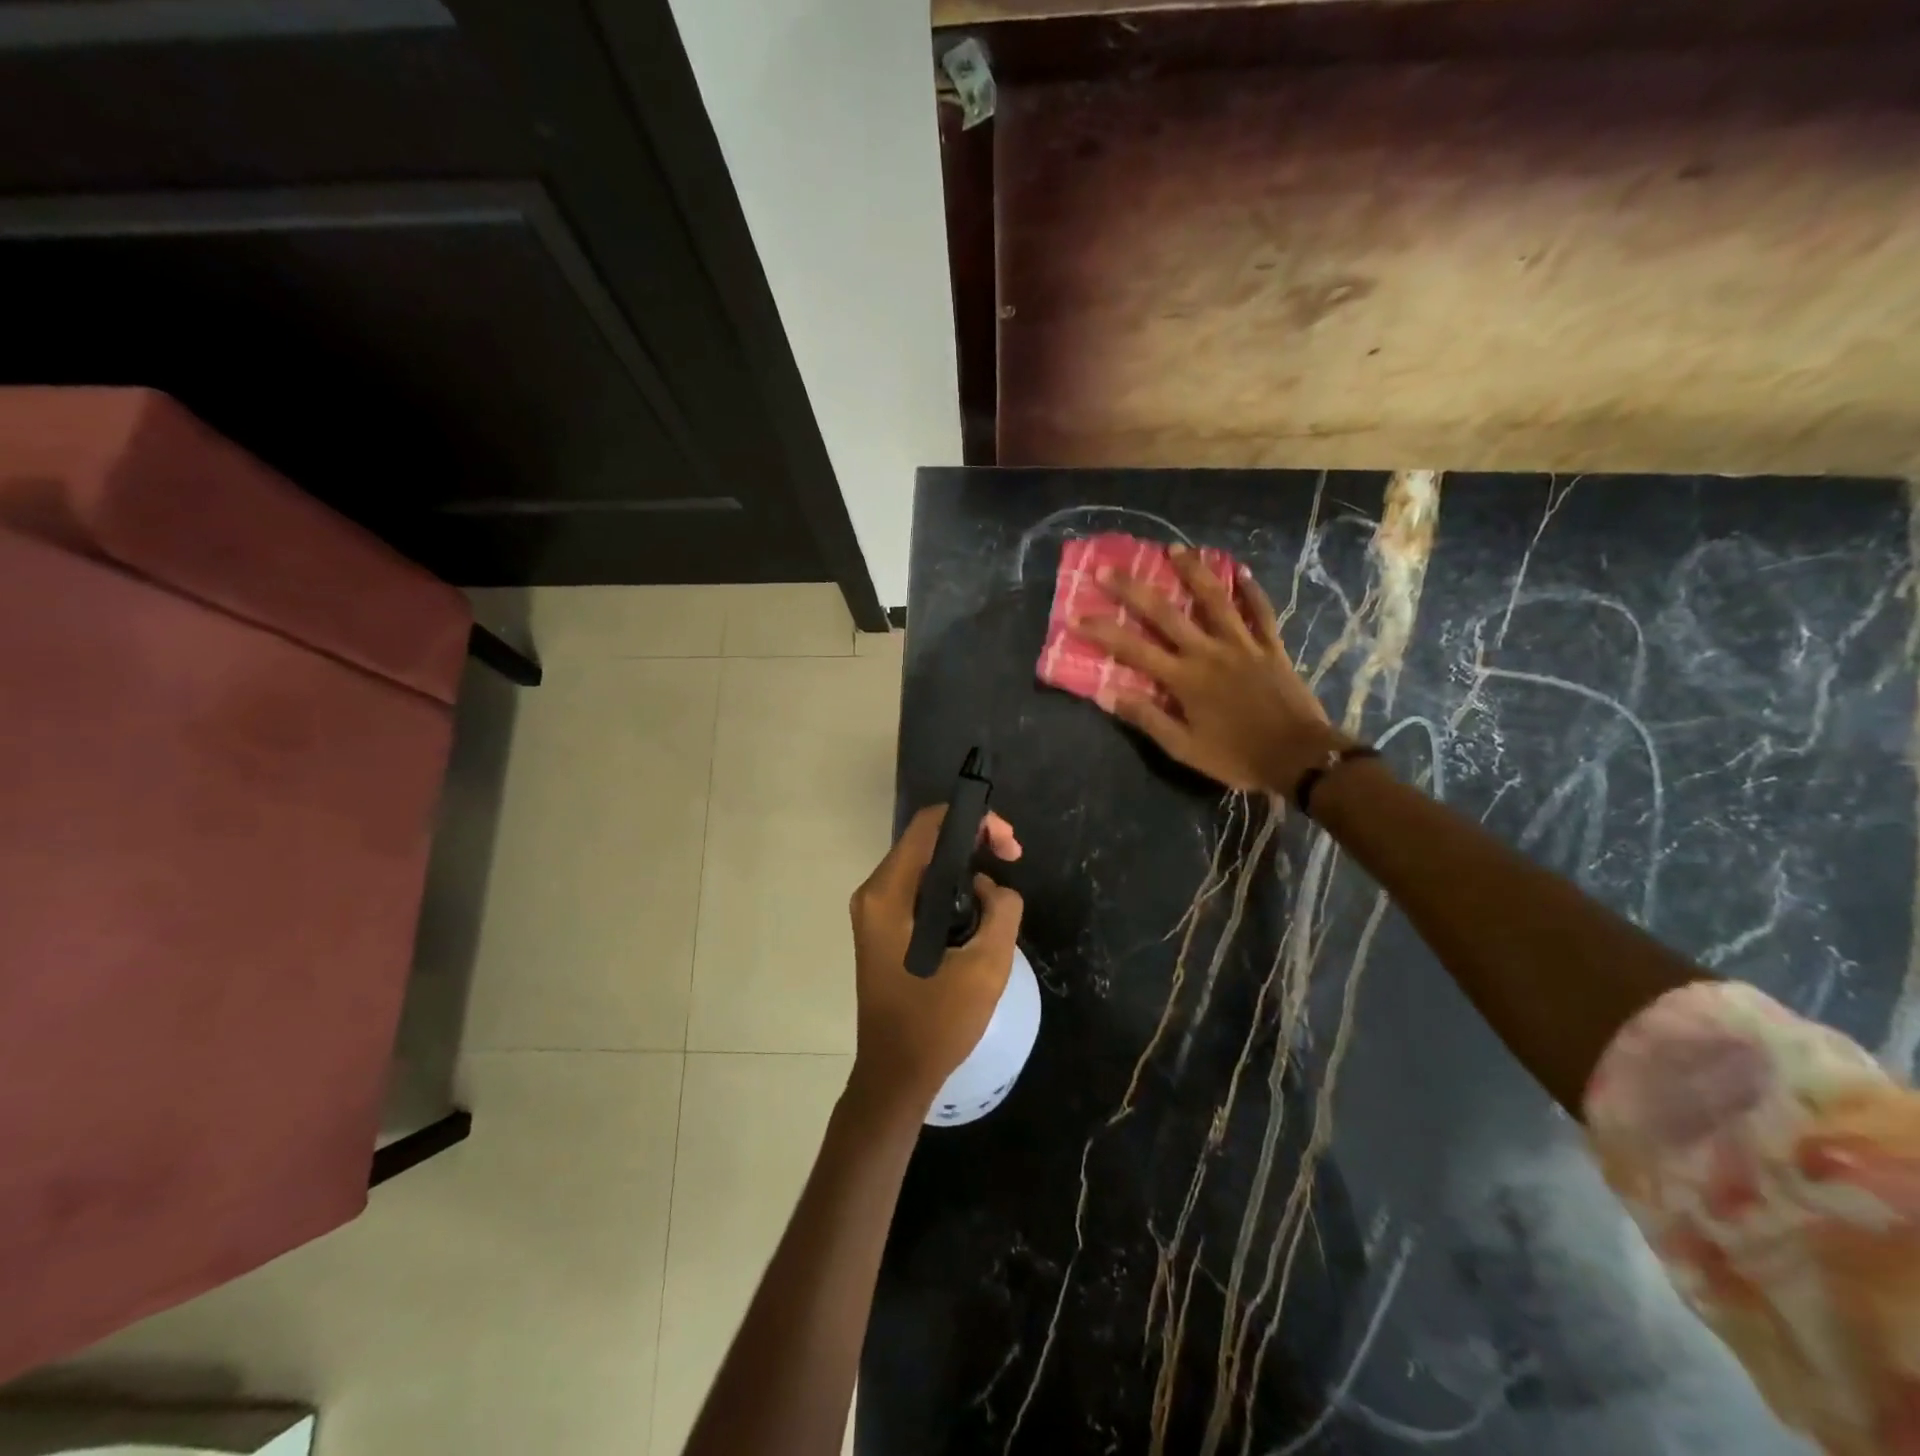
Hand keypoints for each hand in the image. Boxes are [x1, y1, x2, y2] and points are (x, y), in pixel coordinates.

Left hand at [848, 806, 1024, 1112]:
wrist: (895, 1075)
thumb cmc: (936, 1023)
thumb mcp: (985, 966)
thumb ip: (1001, 910)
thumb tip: (991, 886)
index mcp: (888, 894)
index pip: (929, 825)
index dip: (973, 820)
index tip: (1007, 845)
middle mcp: (873, 893)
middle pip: (926, 841)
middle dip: (973, 843)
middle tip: (1012, 861)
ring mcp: (873, 912)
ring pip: (924, 866)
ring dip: (963, 869)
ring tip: (998, 895)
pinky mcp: (882, 929)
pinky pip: (918, 890)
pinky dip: (948, 890)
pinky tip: (975, 913)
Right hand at [1071, 544, 1345, 794]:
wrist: (1299, 757)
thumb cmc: (1237, 756)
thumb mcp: (1184, 749)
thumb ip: (1147, 718)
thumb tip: (1107, 694)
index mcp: (1184, 679)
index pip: (1133, 649)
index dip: (1103, 632)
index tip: (1077, 616)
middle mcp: (1209, 652)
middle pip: (1166, 613)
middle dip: (1133, 589)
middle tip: (1108, 568)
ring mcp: (1243, 645)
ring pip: (1214, 600)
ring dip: (1193, 572)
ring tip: (1174, 548)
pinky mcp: (1271, 647)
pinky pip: (1260, 612)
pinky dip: (1251, 590)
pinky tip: (1240, 570)